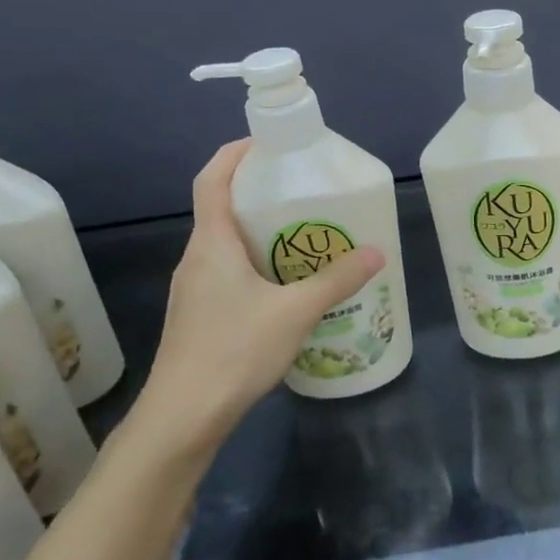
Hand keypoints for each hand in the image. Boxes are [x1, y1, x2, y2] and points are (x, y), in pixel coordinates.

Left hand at [131, 140, 384, 456]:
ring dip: (259, 234)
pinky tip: (286, 288)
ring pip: (226, 246)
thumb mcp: (295, 312)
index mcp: (211, 243)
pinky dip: (255, 265)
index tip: (265, 143)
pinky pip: (228, 274)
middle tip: (302, 192)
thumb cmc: (234, 351)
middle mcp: (197, 259)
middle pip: (221, 210)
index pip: (212, 180)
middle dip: (259, 194)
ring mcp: (194, 290)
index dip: (234, 154)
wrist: (183, 416)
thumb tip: (376, 252)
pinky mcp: (199, 316)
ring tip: (303, 237)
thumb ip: (336, 280)